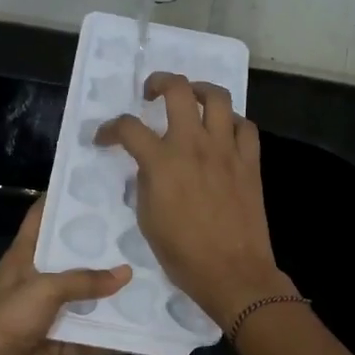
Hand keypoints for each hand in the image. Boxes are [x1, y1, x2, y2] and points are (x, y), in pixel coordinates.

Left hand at [0, 200, 129, 354]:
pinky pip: (86, 336)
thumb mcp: (46, 289)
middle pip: (68, 260)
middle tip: (134, 233)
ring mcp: (44, 313)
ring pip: (81, 300)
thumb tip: (126, 273)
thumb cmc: (10, 318)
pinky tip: (136, 329)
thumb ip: (85, 281)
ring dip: (107, 296)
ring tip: (144, 280)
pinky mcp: (54, 342)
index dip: (61, 201)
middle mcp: (34, 281)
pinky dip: (107, 336)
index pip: (40, 219)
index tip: (93, 190)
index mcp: (23, 257)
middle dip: (97, 251)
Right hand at [97, 73, 293, 327]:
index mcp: (162, 163)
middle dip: (159, 82)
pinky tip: (223, 132)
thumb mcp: (148, 219)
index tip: (105, 138)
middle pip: (178, 91)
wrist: (232, 272)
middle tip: (151, 93)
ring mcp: (226, 150)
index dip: (111, 129)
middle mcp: (194, 145)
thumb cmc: (183, 254)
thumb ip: (146, 183)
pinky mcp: (250, 161)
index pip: (129, 128)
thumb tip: (150, 165)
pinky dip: (231, 122)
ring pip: (217, 97)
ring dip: (199, 90)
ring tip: (191, 98)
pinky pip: (244, 126)